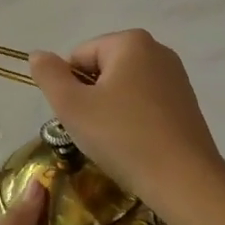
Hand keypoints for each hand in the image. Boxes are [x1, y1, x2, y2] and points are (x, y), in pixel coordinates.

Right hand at [28, 30, 224, 209]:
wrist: (185, 183)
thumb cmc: (123, 137)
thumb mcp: (72, 106)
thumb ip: (48, 75)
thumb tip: (37, 54)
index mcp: (130, 41)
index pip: (79, 57)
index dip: (71, 88)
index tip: (81, 118)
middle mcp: (157, 50)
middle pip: (102, 70)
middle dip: (92, 99)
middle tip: (96, 132)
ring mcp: (176, 77)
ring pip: (123, 89)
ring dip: (111, 112)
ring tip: (117, 143)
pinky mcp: (187, 104)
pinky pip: (145, 104)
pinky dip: (134, 121)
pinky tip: (137, 147)